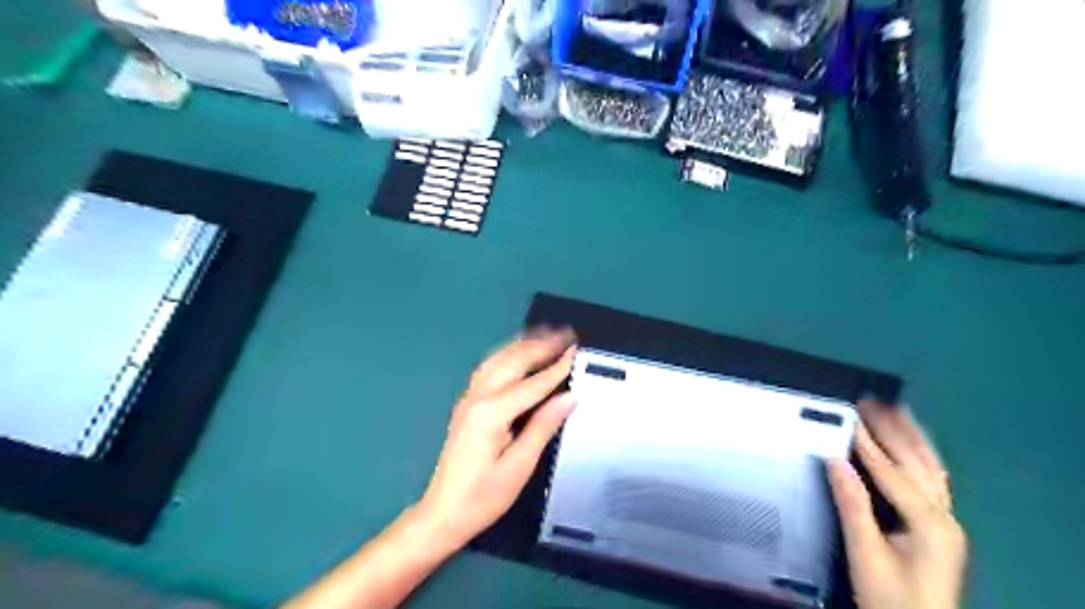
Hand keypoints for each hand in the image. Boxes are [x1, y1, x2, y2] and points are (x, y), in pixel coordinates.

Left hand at [415, 331, 575, 553]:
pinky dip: (507, 354)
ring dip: (523, 344)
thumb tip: (569, 397)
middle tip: (566, 334)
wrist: (441, 514)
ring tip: (546, 334)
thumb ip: (543, 426)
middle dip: (540, 345)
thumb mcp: (519, 466)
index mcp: (491, 413)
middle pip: (512, 361)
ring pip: (497, 359)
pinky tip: (517, 353)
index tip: (577, 351)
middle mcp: (477, 398)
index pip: (532, 384)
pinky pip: (488, 368)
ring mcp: (468, 399)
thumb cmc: (483, 497)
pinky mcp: (466, 405)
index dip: (557, 367)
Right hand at [828, 401, 970, 608]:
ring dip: (912, 436)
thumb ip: (853, 505)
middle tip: (871, 401)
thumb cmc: (889, 598)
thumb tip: (835, 461)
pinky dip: (921, 455)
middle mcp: (944, 517)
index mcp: (928, 523)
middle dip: (894, 429)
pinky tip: (912, 445)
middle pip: (917, 462)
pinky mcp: (942, 528)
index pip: (891, 471)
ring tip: (895, 409)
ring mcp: (947, 522)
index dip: (867, 442)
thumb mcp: (865, 554)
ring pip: (931, 468)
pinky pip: (933, 480)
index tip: (848, 415)